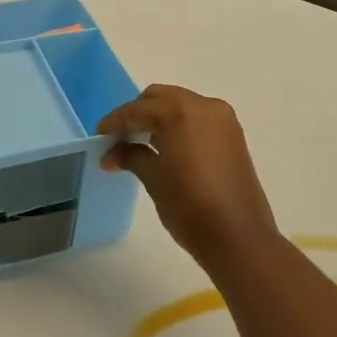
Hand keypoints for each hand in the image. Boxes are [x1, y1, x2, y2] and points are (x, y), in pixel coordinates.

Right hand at [99, 86, 279, 266]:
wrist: (237, 237)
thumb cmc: (189, 207)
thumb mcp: (153, 179)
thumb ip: (131, 156)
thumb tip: (112, 154)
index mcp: (179, 112)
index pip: (137, 110)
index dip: (114, 123)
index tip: (99, 137)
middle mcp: (203, 106)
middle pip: (160, 98)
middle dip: (137, 114)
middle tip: (119, 138)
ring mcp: (222, 119)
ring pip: (180, 105)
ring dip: (158, 118)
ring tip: (139, 144)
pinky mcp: (233, 135)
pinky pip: (197, 118)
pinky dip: (178, 125)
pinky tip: (164, 147)